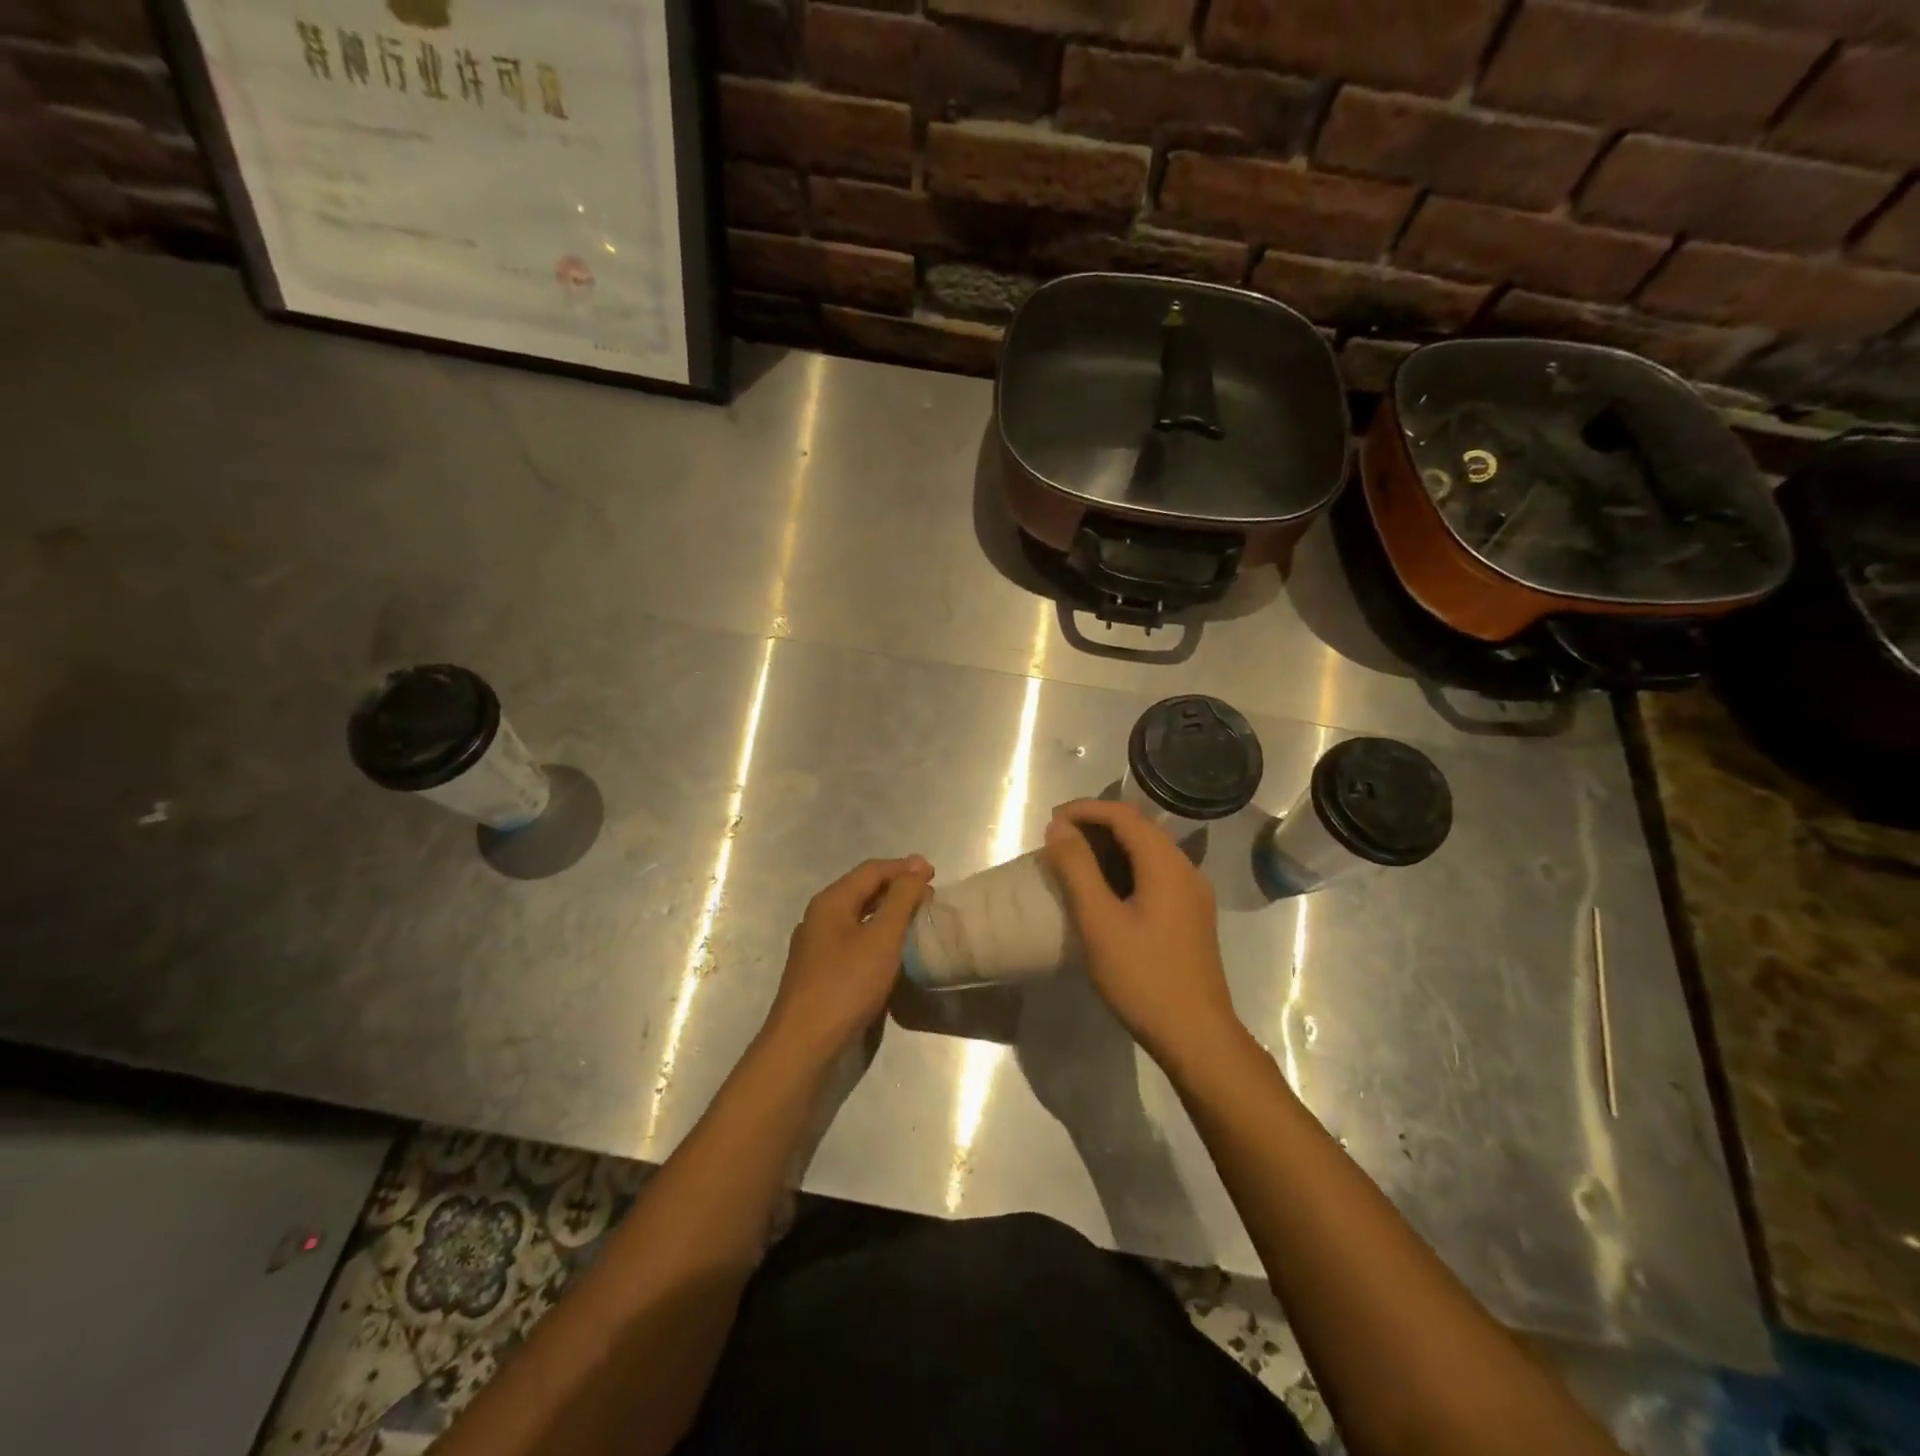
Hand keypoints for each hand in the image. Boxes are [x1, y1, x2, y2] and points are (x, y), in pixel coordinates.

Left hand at [764, 856, 932, 1059]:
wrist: (804, 1045)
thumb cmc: (846, 984)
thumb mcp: (882, 937)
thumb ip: (901, 899)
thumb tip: (918, 865)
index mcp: (831, 902)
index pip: (871, 870)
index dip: (904, 868)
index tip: (935, 875)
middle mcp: (819, 917)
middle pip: (862, 890)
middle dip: (897, 889)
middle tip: (929, 898)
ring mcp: (816, 946)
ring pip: (857, 916)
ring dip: (887, 913)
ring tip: (915, 920)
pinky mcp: (820, 971)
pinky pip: (853, 940)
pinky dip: (876, 936)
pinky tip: (891, 951)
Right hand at [1043, 801, 1241, 1065]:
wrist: (1196, 1035)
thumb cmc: (1143, 977)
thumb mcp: (1099, 921)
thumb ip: (1077, 869)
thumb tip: (1060, 827)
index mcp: (1166, 864)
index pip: (1124, 815)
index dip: (1085, 810)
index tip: (1051, 822)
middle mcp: (1185, 870)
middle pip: (1139, 829)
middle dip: (1096, 826)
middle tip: (1057, 841)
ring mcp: (1192, 894)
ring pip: (1147, 852)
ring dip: (1109, 848)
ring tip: (1073, 862)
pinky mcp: (1191, 916)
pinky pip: (1155, 875)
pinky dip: (1124, 869)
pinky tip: (1103, 892)